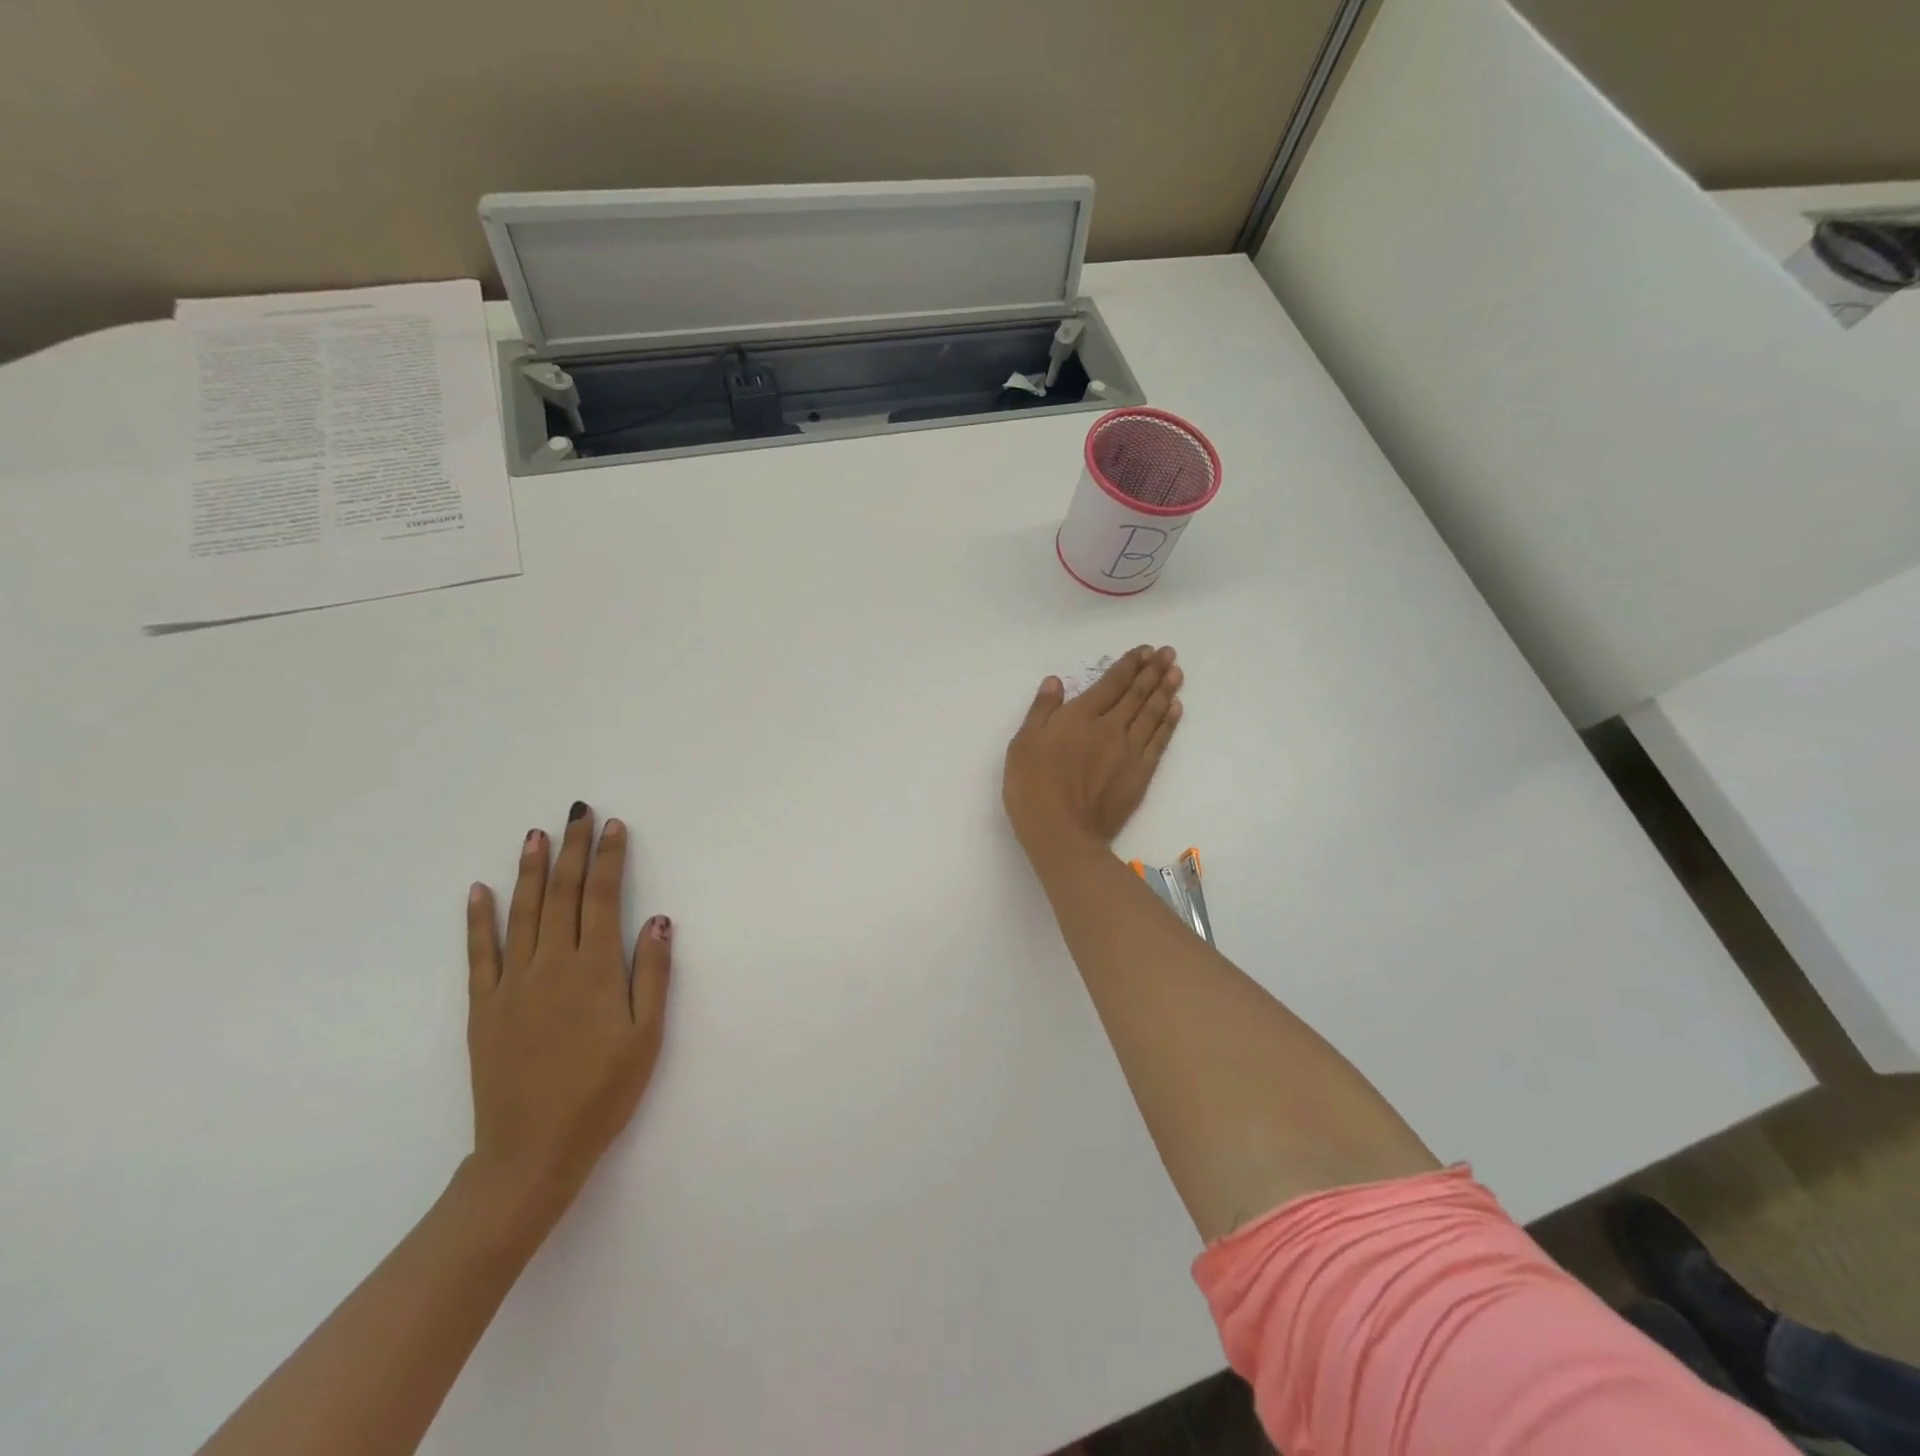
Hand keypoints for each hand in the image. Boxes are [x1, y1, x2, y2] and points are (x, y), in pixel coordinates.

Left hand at [463, 802, 671, 1230]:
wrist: (532, 1152)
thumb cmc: (602, 1093)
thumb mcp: (646, 1038)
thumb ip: (652, 975)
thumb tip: (659, 920)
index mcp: (594, 971)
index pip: (602, 898)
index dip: (608, 859)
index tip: (613, 827)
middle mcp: (550, 966)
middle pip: (561, 895)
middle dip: (572, 850)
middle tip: (577, 812)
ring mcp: (511, 985)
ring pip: (522, 914)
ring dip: (529, 870)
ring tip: (536, 835)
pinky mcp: (483, 1009)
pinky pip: (479, 954)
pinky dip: (478, 920)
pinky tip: (479, 891)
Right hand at [1003, 645, 1182, 853]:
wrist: (1061, 831)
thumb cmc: (1033, 786)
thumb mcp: (1023, 743)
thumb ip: (1041, 710)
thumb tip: (1055, 681)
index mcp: (1080, 716)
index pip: (1111, 683)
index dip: (1129, 665)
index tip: (1144, 651)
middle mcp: (1110, 727)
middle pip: (1137, 694)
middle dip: (1153, 671)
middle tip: (1169, 653)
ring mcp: (1129, 751)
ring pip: (1152, 713)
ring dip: (1165, 691)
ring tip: (1176, 673)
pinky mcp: (1140, 774)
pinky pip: (1159, 741)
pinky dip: (1169, 722)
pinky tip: (1175, 709)